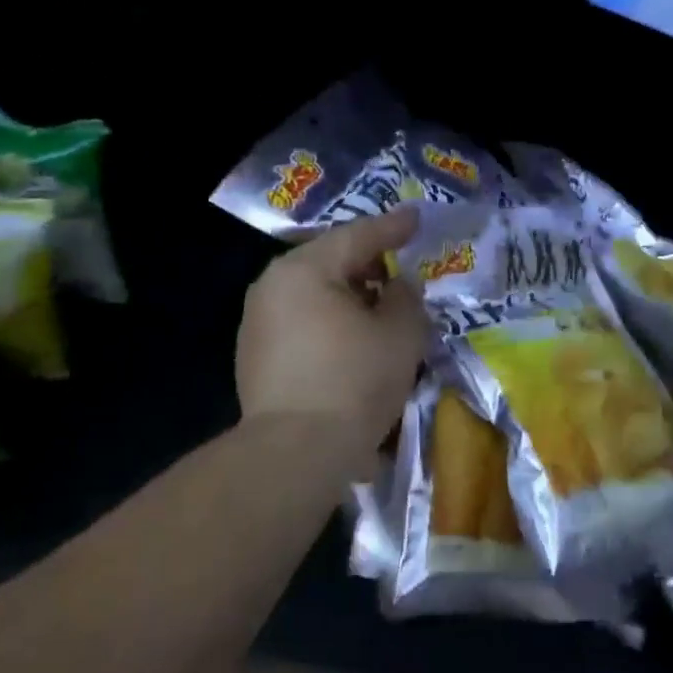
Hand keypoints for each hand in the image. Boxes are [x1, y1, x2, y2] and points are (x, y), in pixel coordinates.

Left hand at [236, 206, 427, 453]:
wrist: (295, 454)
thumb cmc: (354, 381)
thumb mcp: (401, 333)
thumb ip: (406, 298)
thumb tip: (396, 286)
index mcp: (304, 269)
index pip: (358, 236)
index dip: (393, 227)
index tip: (417, 218)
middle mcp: (272, 286)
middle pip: (330, 261)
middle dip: (369, 264)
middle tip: (402, 267)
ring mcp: (258, 322)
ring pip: (315, 293)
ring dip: (350, 295)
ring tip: (382, 308)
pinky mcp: (255, 357)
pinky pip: (302, 321)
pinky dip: (331, 321)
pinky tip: (354, 340)